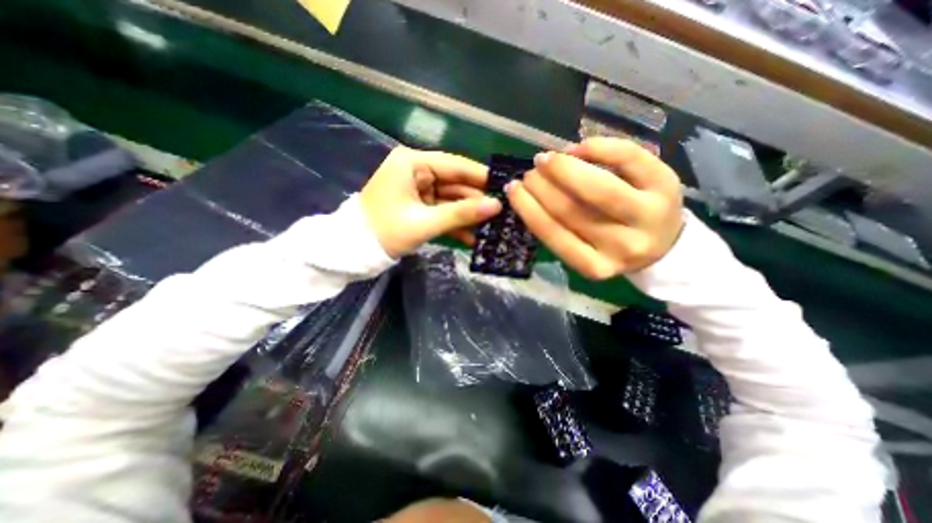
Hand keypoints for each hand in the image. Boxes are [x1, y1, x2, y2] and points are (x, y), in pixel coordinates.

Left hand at [361, 148, 502, 256]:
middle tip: (502, 212)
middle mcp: (416, 171)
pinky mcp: (417, 205)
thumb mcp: (425, 223)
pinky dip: (454, 223)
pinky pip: (441, 210)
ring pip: (450, 199)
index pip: (455, 164)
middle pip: (455, 182)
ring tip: (492, 227)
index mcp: (413, 163)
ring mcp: (417, 189)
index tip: (505, 187)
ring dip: (467, 215)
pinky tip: (473, 236)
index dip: (481, 177)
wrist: (353, 251)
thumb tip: (496, 206)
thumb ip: (461, 213)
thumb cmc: (385, 231)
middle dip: (476, 200)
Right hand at [503, 138, 681, 279]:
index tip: (513, 189)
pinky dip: (598, 147)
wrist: (665, 242)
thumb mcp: (583, 250)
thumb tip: (531, 194)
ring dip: (564, 168)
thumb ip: (558, 230)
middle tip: (530, 172)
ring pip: (598, 187)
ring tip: (546, 160)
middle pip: (573, 210)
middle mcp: (624, 246)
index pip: (554, 235)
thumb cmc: (611, 245)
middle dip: (544, 186)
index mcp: (596, 266)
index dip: (529, 208)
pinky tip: (577, 148)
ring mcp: (650, 216)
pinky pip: (628, 158)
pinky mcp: (667, 185)